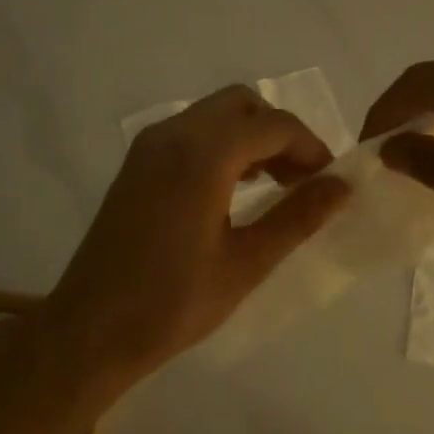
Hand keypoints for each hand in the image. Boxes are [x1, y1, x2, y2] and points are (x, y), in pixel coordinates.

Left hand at [41, 85, 350, 384]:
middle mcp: (173, 135)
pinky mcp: (137, 164)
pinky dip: (222, 146)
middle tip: (302, 180)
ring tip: (275, 186)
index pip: (273, 125)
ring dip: (251, 137)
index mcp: (202, 156)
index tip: (329, 183)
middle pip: (242, 105)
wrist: (92, 329)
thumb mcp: (246, 263)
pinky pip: (190, 133)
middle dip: (280, 133)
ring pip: (214, 115)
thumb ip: (298, 217)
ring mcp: (149, 147)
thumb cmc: (173, 303)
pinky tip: (234, 189)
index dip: (311, 147)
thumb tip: (342, 185)